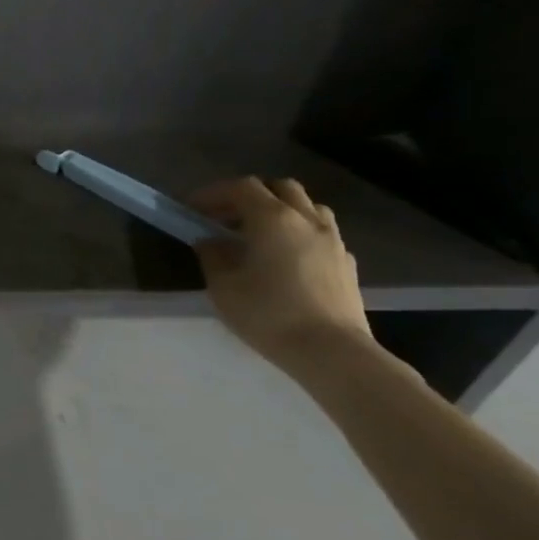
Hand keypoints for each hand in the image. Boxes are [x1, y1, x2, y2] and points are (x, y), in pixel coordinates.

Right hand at [189, 177, 372, 372]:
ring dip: (280, 211)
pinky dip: (300, 234)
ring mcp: (333, 241)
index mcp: (273, 219)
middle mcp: (307, 220)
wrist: (332, 352)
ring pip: (307, 207)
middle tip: (227, 217)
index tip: (192, 209)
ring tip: (259, 235)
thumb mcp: (223, 286)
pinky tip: (287, 259)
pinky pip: (322, 234)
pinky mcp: (347, 264)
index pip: (241, 187)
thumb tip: (210, 241)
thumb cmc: (268, 314)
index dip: (213, 193)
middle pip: (280, 188)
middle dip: (251, 196)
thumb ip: (213, 255)